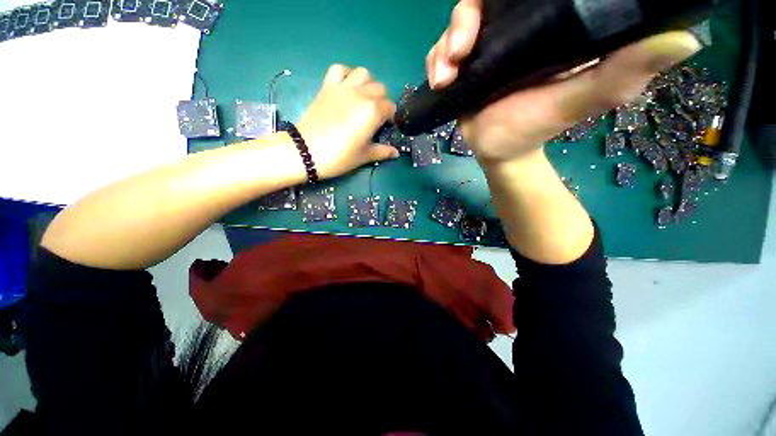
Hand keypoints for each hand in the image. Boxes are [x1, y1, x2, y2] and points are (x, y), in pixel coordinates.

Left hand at [297, 65, 399, 179]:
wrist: (307, 151)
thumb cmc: (340, 156)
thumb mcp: (364, 156)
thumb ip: (383, 151)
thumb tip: (396, 153)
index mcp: (373, 112)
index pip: (391, 108)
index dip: (391, 118)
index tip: (386, 127)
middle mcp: (361, 94)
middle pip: (380, 89)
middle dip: (382, 101)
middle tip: (375, 117)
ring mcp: (343, 87)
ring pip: (363, 73)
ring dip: (368, 84)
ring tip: (363, 99)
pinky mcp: (327, 86)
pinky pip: (339, 69)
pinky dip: (346, 74)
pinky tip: (347, 87)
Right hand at [427, 0, 702, 164]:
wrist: (499, 151)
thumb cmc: (535, 128)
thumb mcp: (581, 101)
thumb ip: (624, 72)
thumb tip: (686, 38)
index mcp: (544, 27)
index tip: (499, 2)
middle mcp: (511, 30)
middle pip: (484, 1)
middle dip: (466, 18)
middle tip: (461, 49)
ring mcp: (483, 49)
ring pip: (457, 24)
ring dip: (445, 45)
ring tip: (446, 75)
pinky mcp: (462, 68)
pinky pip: (441, 52)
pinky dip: (436, 62)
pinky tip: (440, 81)